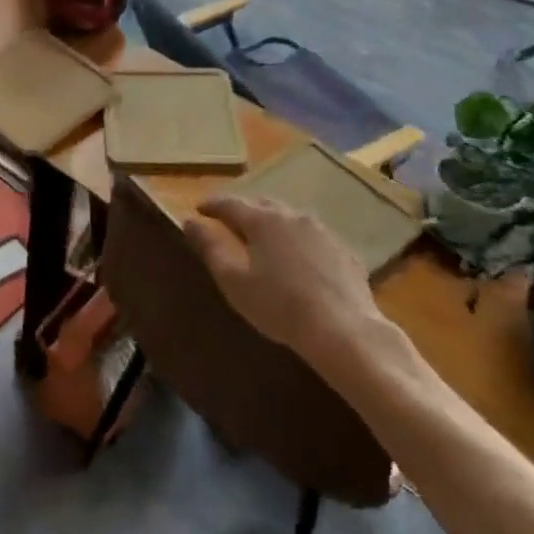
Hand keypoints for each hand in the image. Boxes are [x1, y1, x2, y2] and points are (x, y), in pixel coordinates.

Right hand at [183, 197, 379, 354]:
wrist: (343, 330)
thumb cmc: (279, 307)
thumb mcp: (234, 281)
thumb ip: (210, 248)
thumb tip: (190, 222)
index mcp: (263, 221)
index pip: (230, 204)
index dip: (212, 205)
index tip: (198, 210)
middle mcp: (292, 216)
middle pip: (262, 205)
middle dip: (243, 211)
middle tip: (229, 223)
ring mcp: (322, 231)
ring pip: (289, 218)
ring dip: (272, 224)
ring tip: (263, 240)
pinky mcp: (343, 250)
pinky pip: (312, 237)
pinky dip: (297, 241)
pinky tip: (297, 260)